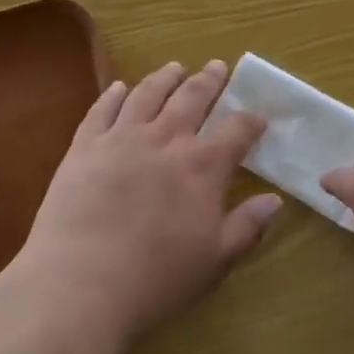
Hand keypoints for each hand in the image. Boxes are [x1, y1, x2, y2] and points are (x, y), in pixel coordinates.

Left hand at [16, 60, 278, 349]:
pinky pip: (101, 110)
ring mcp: (121, 139)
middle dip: (210, 81)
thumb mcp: (215, 261)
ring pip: (148, 94)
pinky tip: (119, 87)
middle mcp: (166, 139)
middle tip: (219, 66)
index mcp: (203, 166)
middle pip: (193, 98)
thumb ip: (248, 227)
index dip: (251, 121)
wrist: (78, 287)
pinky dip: (113, 95)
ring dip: (165, 78)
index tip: (259, 118)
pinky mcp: (84, 148)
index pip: (237, 130)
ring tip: (175, 68)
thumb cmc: (155, 280)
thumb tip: (275, 201)